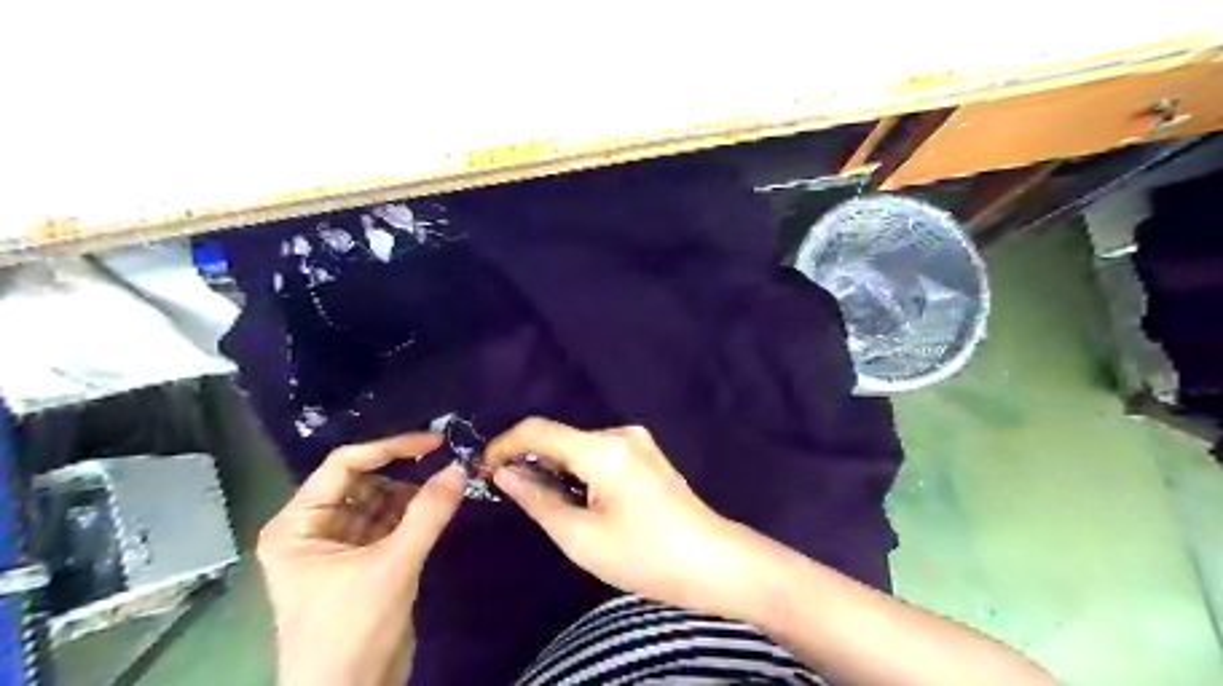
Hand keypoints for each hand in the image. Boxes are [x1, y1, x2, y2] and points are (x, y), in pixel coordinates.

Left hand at [257, 434, 469, 684]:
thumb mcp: (393, 566)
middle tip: (447, 461)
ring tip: (448, 482)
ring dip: (412, 492)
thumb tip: (460, 466)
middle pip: (362, 481)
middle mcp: (313, 528)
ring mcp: (339, 545)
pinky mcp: (363, 561)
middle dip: (403, 472)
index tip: (434, 441)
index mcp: (298, 525)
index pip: (344, 466)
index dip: (390, 448)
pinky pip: (389, 523)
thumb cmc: (352, 630)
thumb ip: (428, 513)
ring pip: (379, 500)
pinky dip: (414, 513)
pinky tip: (440, 505)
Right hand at [480, 419, 750, 616]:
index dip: (504, 445)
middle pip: (560, 438)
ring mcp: (637, 441)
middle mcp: (620, 433)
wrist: (713, 562)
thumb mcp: (580, 537)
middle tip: (512, 496)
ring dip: (557, 470)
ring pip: (579, 447)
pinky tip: (582, 501)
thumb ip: (537, 499)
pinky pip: (599, 454)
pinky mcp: (646, 454)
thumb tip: (504, 473)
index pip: (539, 430)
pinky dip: (580, 472)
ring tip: (550, 507)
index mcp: (604, 449)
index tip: (482, 468)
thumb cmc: (645, 555)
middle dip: (532, 462)